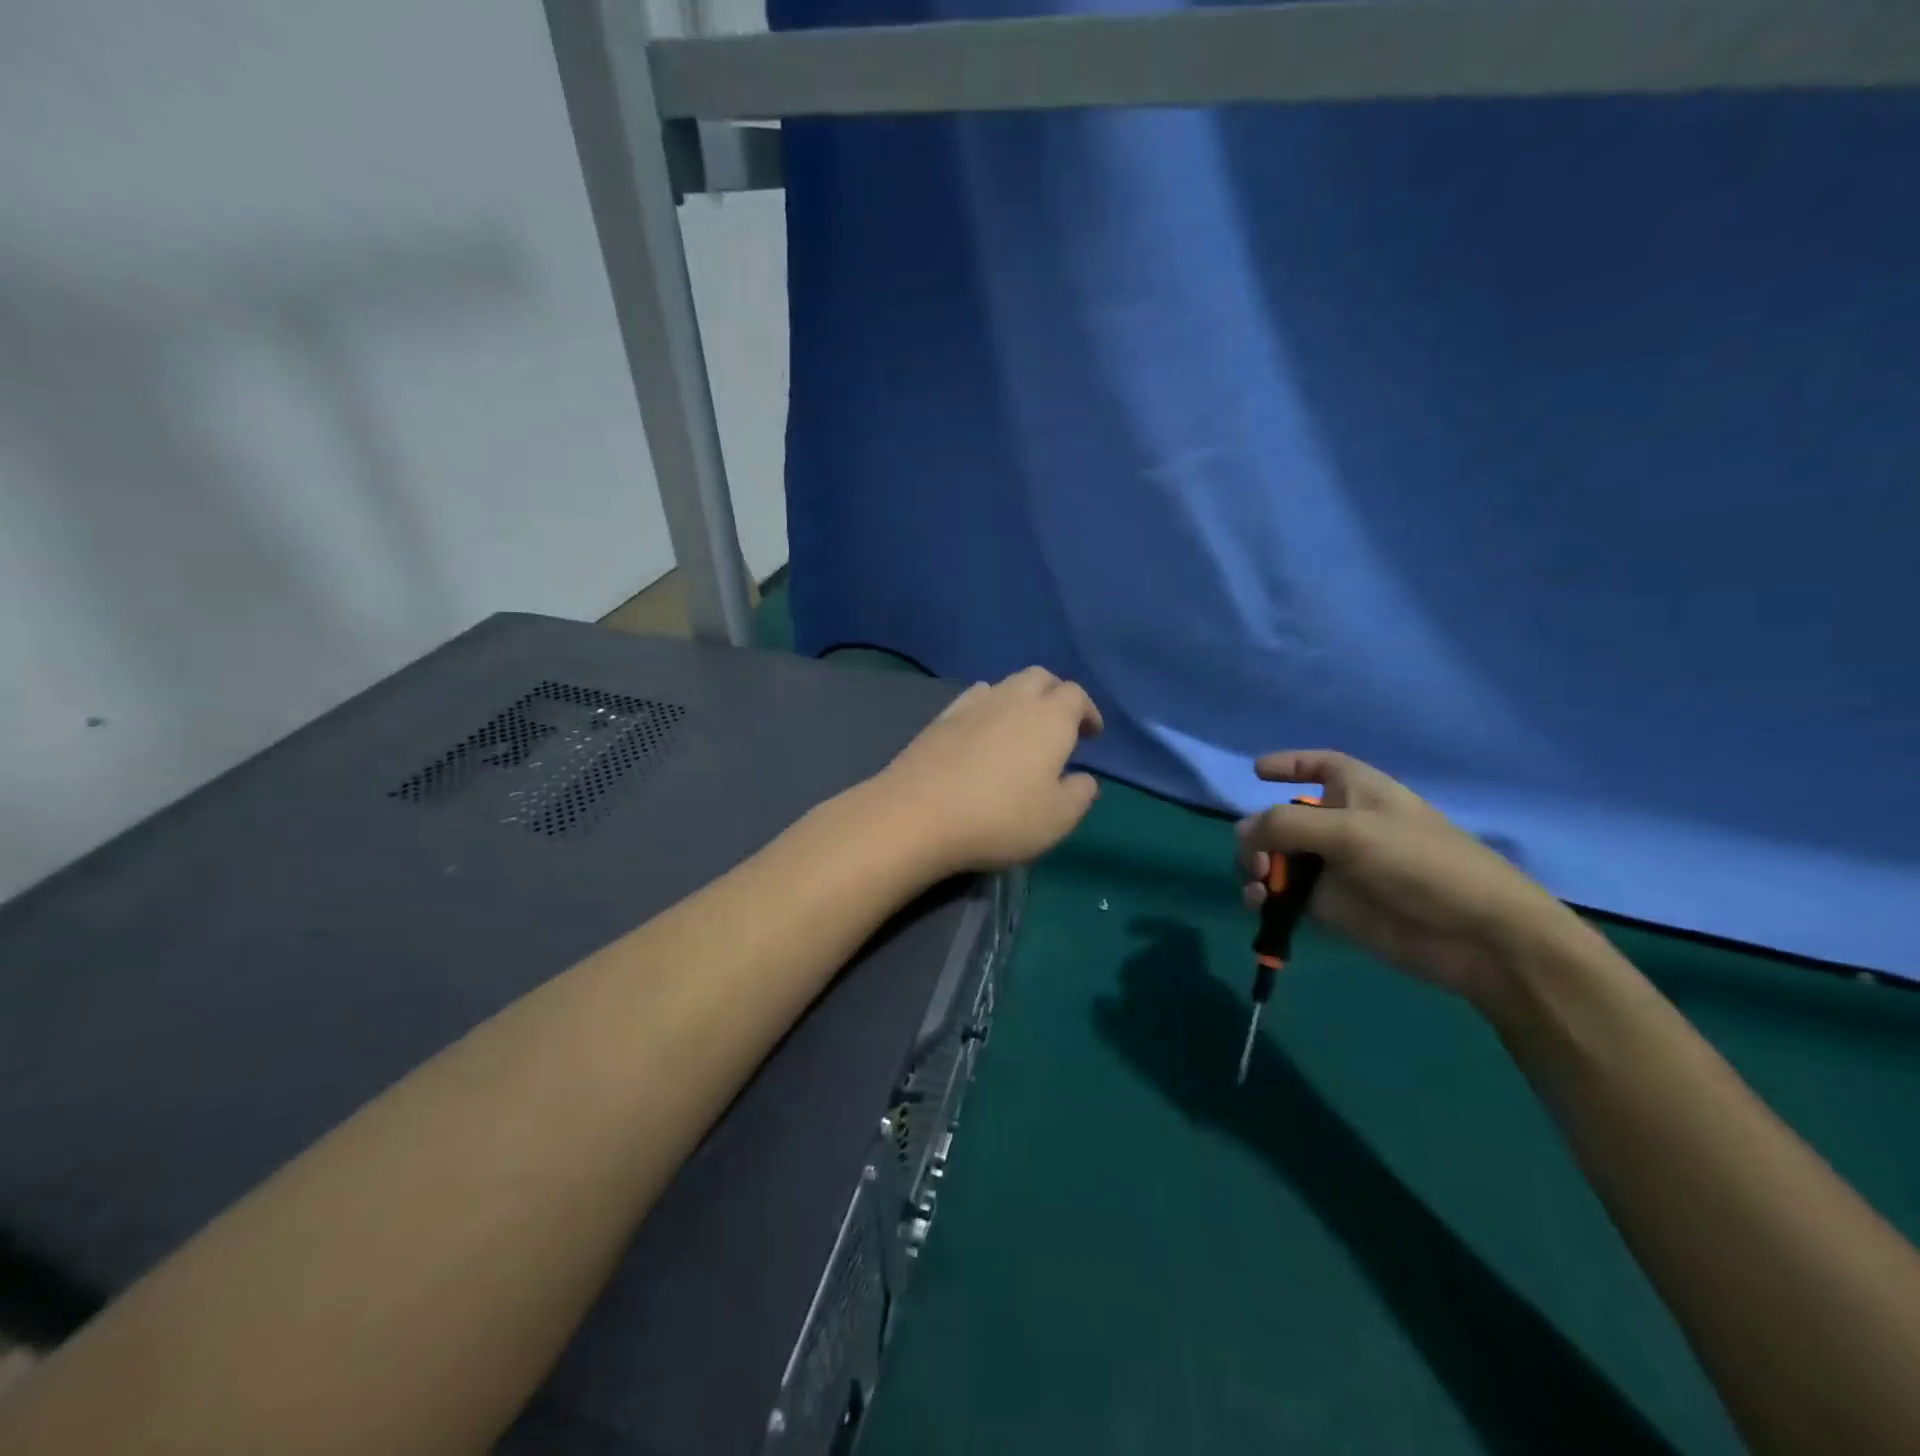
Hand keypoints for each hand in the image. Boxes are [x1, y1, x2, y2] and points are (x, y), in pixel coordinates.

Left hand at [873, 668, 1103, 875]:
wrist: (917, 814)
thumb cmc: (999, 818)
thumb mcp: (1056, 819)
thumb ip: (1079, 794)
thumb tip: (1084, 778)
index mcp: (1049, 718)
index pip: (1076, 695)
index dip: (1087, 711)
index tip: (1090, 734)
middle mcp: (1012, 700)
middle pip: (1040, 677)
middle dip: (1055, 694)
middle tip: (1059, 724)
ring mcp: (972, 705)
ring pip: (1005, 684)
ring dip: (1020, 698)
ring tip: (1021, 728)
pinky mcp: (940, 719)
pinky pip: (973, 698)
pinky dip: (987, 706)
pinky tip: (982, 730)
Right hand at [1236, 751, 1582, 1004]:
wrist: (1475, 936)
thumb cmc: (1419, 863)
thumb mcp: (1350, 831)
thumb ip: (1286, 825)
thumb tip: (1241, 833)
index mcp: (1356, 791)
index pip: (1319, 766)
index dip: (1290, 764)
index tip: (1256, 771)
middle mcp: (1341, 824)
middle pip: (1282, 818)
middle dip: (1257, 833)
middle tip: (1255, 859)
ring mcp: (1334, 867)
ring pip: (1277, 859)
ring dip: (1256, 867)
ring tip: (1257, 887)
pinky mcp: (1331, 906)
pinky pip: (1284, 895)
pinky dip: (1265, 897)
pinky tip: (1260, 906)